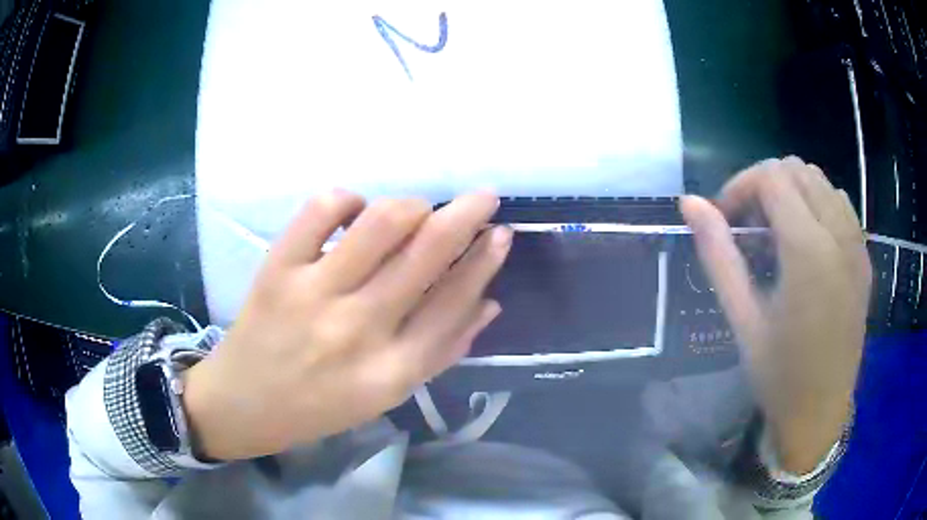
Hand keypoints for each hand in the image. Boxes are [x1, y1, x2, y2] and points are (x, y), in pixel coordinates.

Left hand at [182, 190, 511, 460]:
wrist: (243, 404)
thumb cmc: (319, 406)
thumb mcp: (387, 395)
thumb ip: (440, 351)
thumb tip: (489, 303)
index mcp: (391, 371)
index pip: (454, 302)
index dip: (484, 260)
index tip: (501, 233)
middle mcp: (358, 329)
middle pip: (426, 253)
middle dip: (466, 214)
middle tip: (483, 197)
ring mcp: (313, 294)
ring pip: (381, 223)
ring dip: (412, 206)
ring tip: (416, 211)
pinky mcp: (278, 269)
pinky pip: (321, 210)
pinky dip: (348, 199)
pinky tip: (353, 212)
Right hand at [680, 157, 871, 473]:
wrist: (821, 413)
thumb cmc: (778, 375)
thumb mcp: (742, 319)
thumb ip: (718, 255)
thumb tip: (689, 203)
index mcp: (809, 250)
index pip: (771, 176)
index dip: (740, 187)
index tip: (725, 220)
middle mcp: (839, 235)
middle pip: (797, 169)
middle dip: (765, 185)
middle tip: (749, 227)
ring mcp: (857, 245)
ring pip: (821, 181)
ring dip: (792, 192)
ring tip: (778, 233)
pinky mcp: (864, 258)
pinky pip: (841, 204)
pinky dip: (818, 204)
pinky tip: (807, 244)